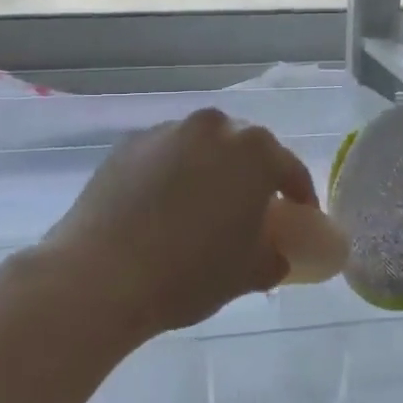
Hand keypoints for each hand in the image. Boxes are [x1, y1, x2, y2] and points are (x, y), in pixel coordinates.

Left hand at [39, 110, 319, 338]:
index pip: (289, 169)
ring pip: (200, 147)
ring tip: (201, 206)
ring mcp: (165, 131)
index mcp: (253, 152)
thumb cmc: (189, 274)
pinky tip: (161, 205)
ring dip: (209, 169)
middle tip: (250, 208)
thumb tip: (274, 253)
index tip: (300, 216)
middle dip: (251, 174)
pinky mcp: (127, 144)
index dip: (299, 195)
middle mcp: (212, 127)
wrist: (102, 274)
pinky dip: (171, 173)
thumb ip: (273, 257)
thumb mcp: (247, 274)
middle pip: (243, 148)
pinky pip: (163, 155)